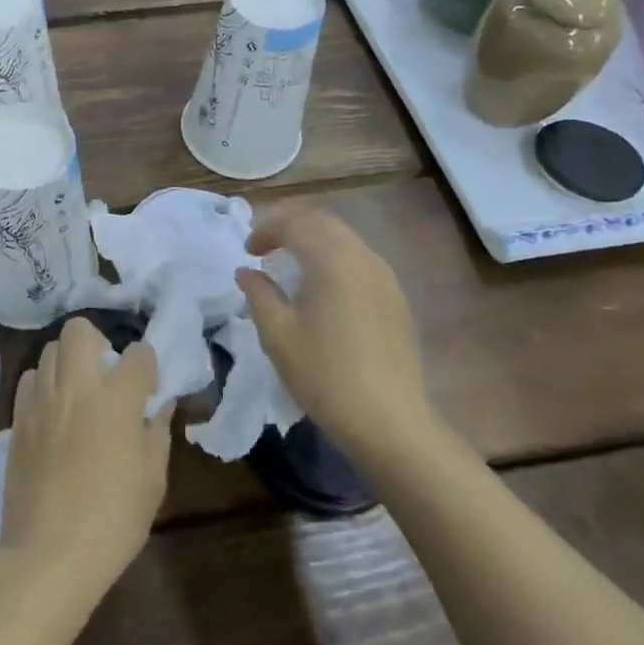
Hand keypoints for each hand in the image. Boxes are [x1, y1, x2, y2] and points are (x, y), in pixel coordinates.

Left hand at [0, 318, 171, 604]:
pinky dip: (43, 384)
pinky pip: (28, 380)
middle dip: (98, 341)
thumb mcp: (152, 481)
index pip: (138, 354)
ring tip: (78, 391)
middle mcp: (76, 388)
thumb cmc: (112, 522)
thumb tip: (159, 406)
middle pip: (80, 330)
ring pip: (49, 350)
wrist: (48, 556)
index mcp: (116, 400)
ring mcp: (41, 401)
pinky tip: (53, 410)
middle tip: (107, 374)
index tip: (149, 384)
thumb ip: (157, 433)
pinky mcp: (17, 420)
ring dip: (68, 361)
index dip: (148, 365)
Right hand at [234, 204, 429, 456]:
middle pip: (323, 222)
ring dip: (314, 241)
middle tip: (265, 247)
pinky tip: (322, 288)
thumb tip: (247, 272)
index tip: (247, 251)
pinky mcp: (396, 298)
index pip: (295, 224)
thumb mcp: (278, 334)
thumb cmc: (325, 374)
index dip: (266, 230)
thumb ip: (259, 294)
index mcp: (332, 260)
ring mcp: (385, 277)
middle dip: (291, 226)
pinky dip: (334, 258)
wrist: (390, 421)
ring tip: (291, 265)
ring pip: (345, 239)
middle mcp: (363, 257)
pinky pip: (360, 260)